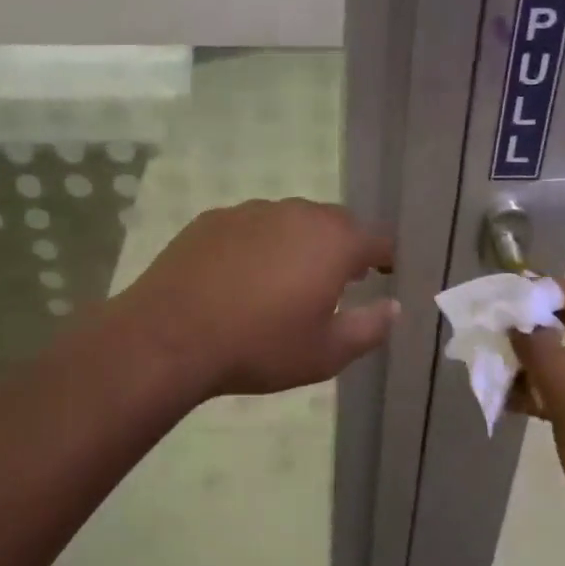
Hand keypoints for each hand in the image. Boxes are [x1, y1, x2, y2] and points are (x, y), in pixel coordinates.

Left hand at [118, 199, 397, 397]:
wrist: (171, 336)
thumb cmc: (259, 346)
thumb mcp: (326, 353)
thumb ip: (369, 328)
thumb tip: (393, 307)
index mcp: (333, 242)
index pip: (376, 239)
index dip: (385, 257)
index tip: (384, 273)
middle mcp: (296, 214)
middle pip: (334, 223)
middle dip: (343, 247)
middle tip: (338, 279)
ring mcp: (251, 211)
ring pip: (290, 221)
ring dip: (299, 243)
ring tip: (287, 278)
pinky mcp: (213, 218)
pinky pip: (251, 226)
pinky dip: (259, 244)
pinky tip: (242, 276)